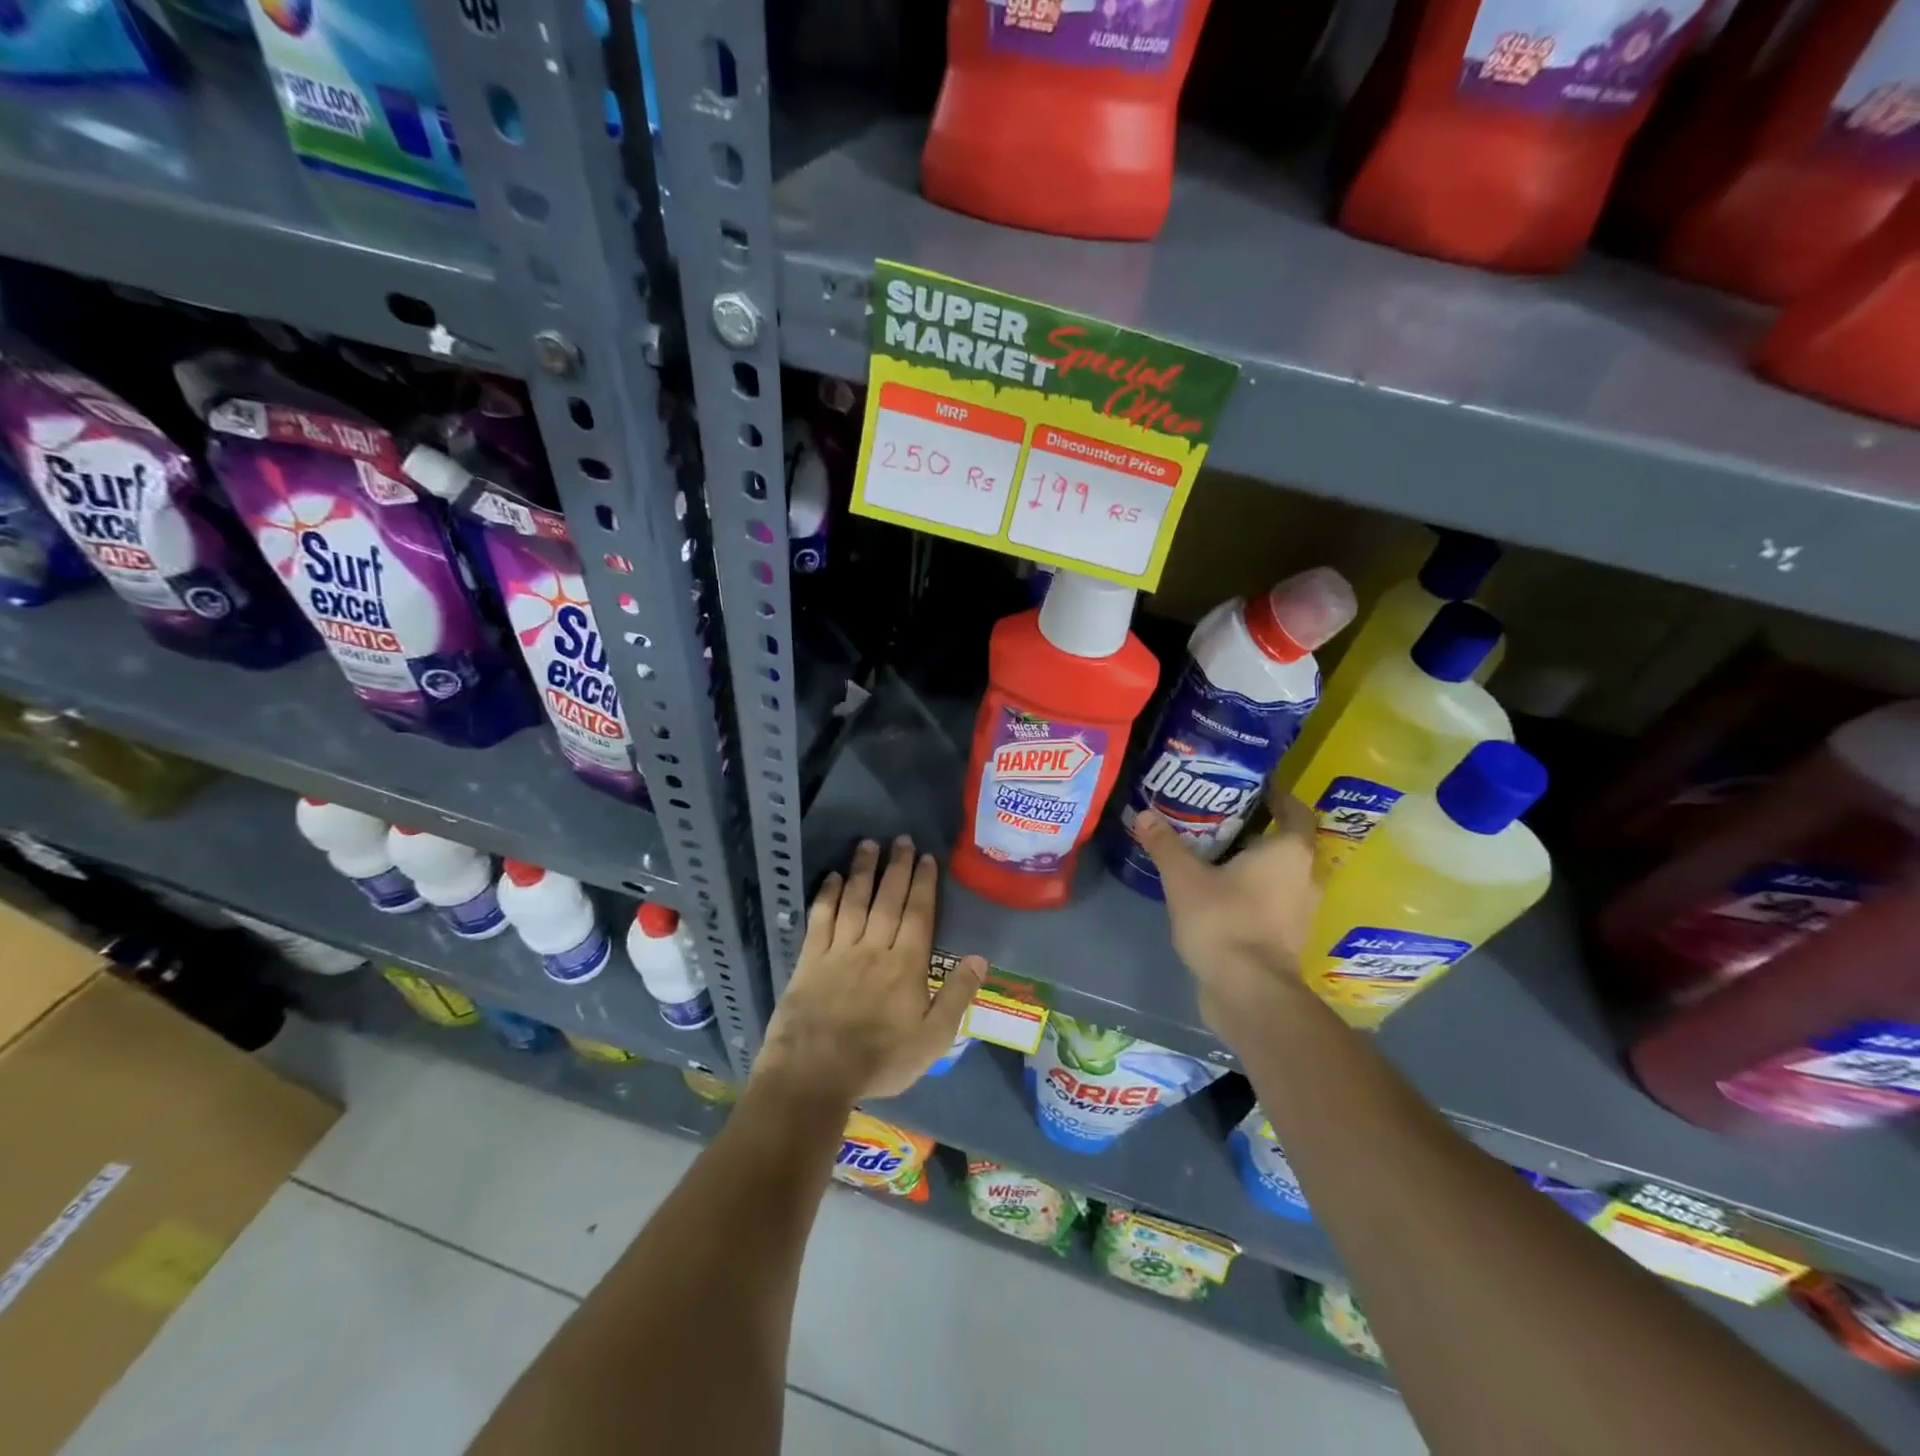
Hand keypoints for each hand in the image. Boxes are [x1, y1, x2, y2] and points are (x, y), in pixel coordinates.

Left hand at [756, 837, 986, 1102]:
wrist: (815, 1073)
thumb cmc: (880, 1060)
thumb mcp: (933, 1039)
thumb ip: (957, 996)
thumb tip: (979, 958)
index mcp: (906, 964)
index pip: (918, 914)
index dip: (923, 883)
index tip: (927, 857)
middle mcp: (874, 947)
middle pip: (888, 899)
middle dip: (897, 866)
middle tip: (901, 839)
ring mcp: (839, 951)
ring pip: (855, 901)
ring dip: (863, 870)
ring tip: (869, 843)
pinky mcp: (810, 959)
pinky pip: (820, 919)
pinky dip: (828, 896)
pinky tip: (833, 877)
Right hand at [1133, 791, 1321, 1038]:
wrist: (1248, 992)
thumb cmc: (1224, 921)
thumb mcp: (1184, 878)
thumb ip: (1165, 844)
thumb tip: (1143, 814)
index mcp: (1290, 852)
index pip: (1295, 810)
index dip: (1277, 795)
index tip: (1250, 787)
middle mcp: (1305, 877)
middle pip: (1286, 842)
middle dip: (1257, 829)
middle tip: (1219, 817)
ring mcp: (1300, 911)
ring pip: (1280, 874)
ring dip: (1254, 863)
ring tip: (1215, 852)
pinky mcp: (1287, 937)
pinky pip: (1272, 900)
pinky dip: (1252, 891)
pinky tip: (1220, 891)